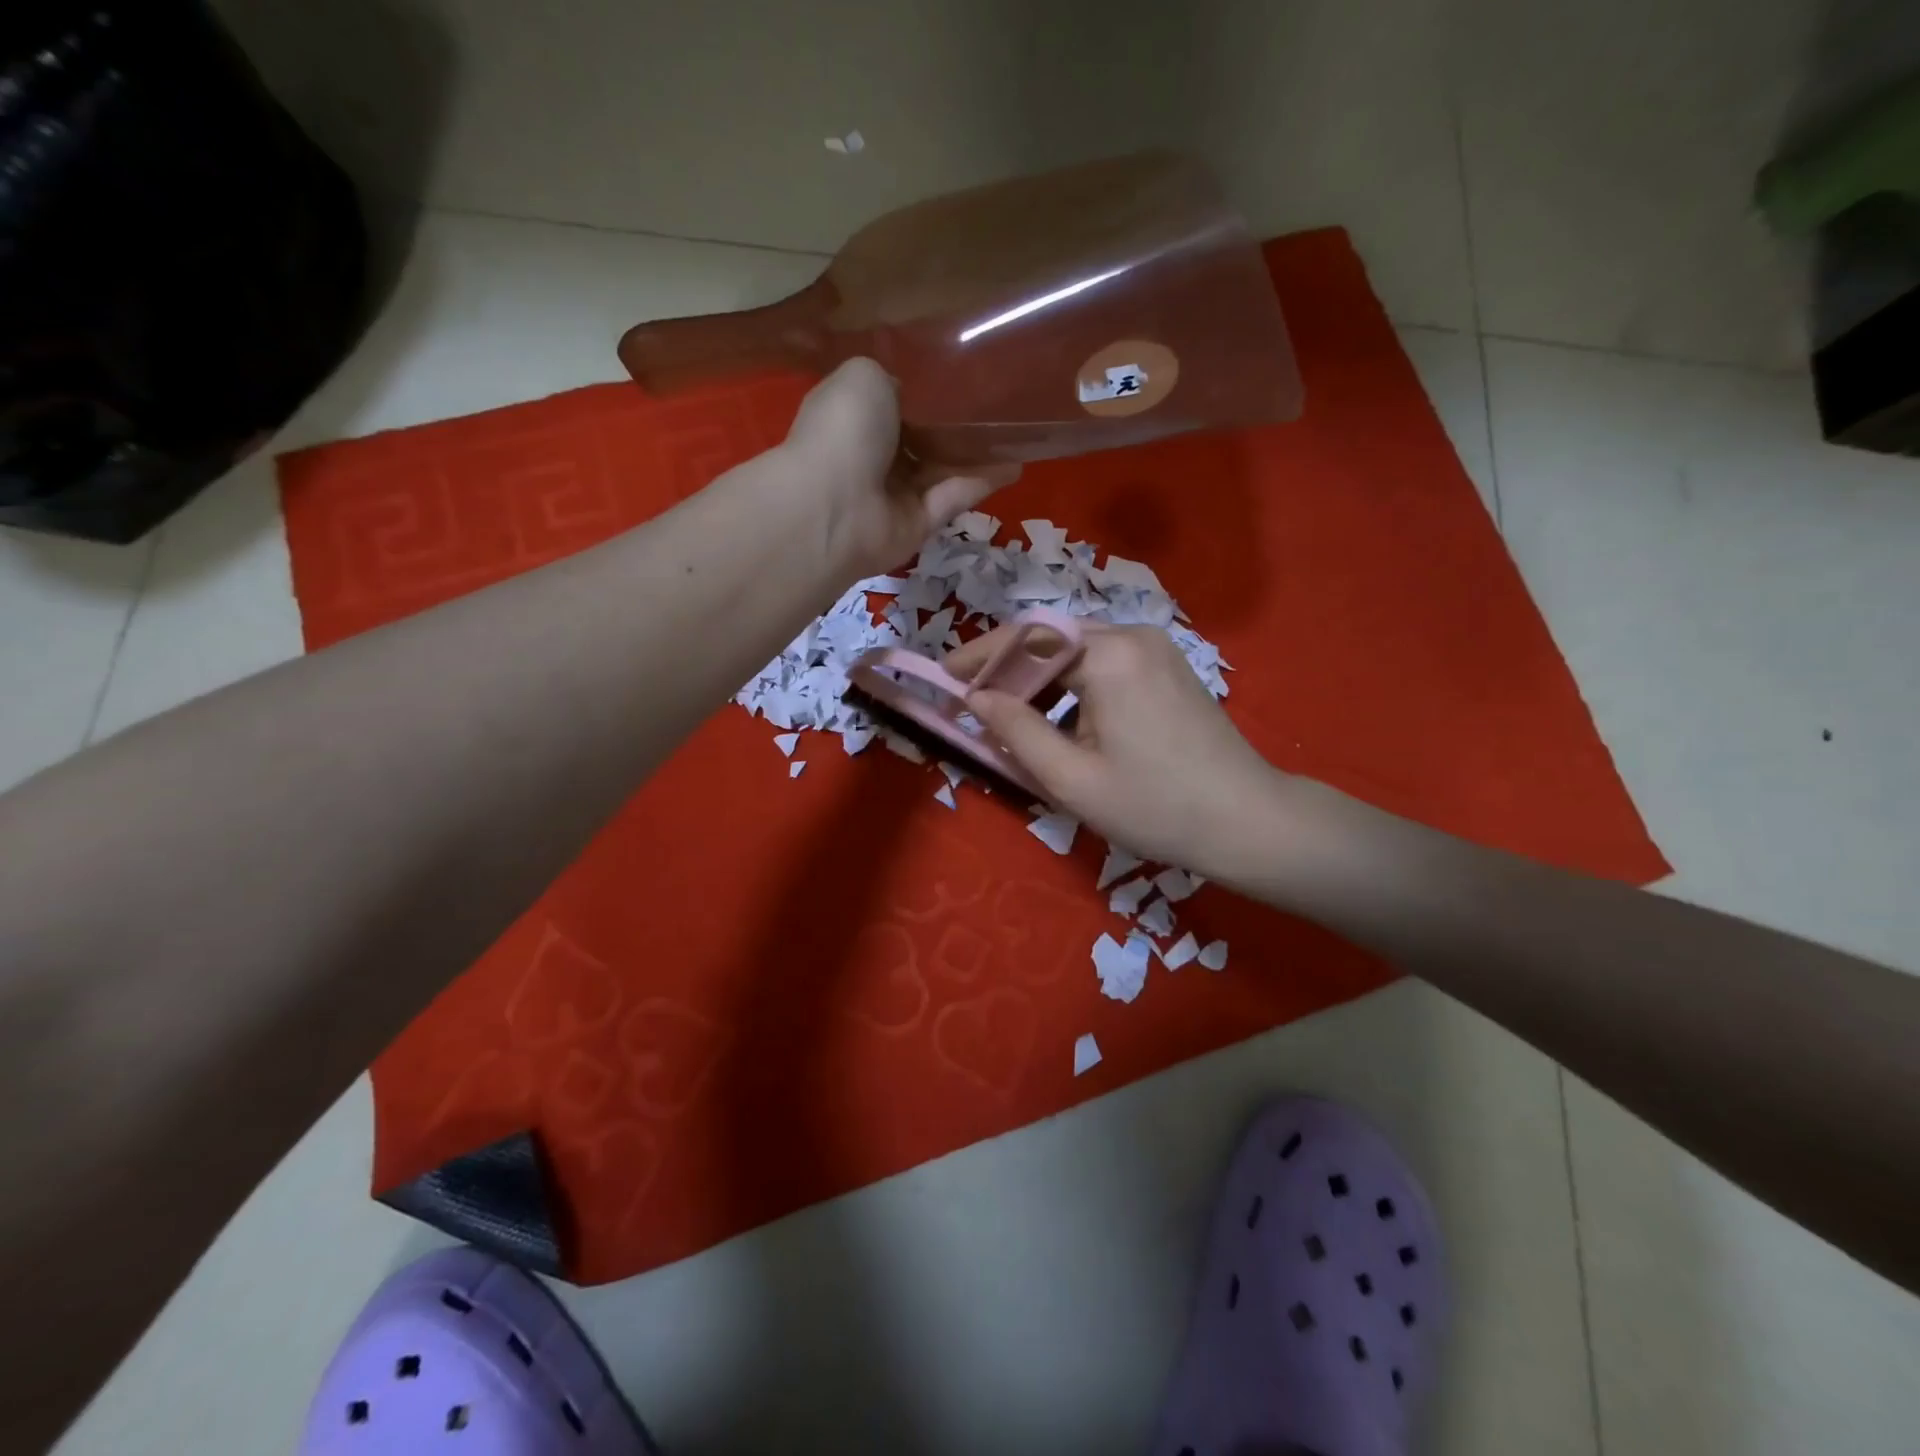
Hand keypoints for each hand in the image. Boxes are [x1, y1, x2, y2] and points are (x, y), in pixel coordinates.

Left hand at [783, 357, 1018, 576]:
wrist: (834, 507)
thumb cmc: (843, 432)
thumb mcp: (864, 376)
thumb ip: (893, 378)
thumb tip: (914, 394)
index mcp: (853, 418)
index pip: (892, 404)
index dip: (924, 394)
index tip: (961, 378)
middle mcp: (872, 457)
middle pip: (921, 440)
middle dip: (954, 426)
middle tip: (997, 405)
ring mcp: (895, 495)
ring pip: (942, 470)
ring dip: (976, 454)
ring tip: (1017, 432)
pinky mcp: (918, 525)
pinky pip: (953, 498)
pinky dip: (981, 482)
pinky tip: (1014, 464)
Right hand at [947, 621, 1291, 881]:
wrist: (1248, 821)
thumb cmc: (1155, 807)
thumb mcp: (1071, 779)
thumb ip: (1017, 730)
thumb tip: (976, 698)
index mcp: (1108, 655)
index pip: (1026, 638)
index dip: (979, 656)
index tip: (944, 675)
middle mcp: (1132, 635)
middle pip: (1052, 640)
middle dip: (1009, 670)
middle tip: (976, 706)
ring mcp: (1156, 647)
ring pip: (1078, 651)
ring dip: (1042, 681)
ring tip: (1017, 722)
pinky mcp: (1168, 665)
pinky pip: (1105, 662)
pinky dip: (1074, 686)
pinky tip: (1066, 723)